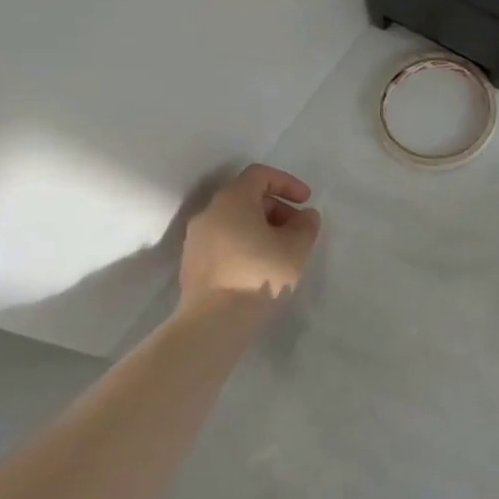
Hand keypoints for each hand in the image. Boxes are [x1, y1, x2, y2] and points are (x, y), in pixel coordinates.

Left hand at [179, 164, 321, 307]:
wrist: (213, 322)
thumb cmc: (259, 274)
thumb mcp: (296, 248)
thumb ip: (306, 225)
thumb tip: (304, 216)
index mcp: (233, 199)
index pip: (260, 175)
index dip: (287, 183)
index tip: (306, 202)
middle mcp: (209, 212)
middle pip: (246, 197)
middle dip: (276, 209)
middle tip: (297, 231)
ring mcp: (196, 238)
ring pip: (233, 221)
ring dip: (260, 228)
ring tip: (280, 252)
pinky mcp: (191, 263)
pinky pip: (223, 242)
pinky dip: (243, 245)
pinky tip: (259, 269)